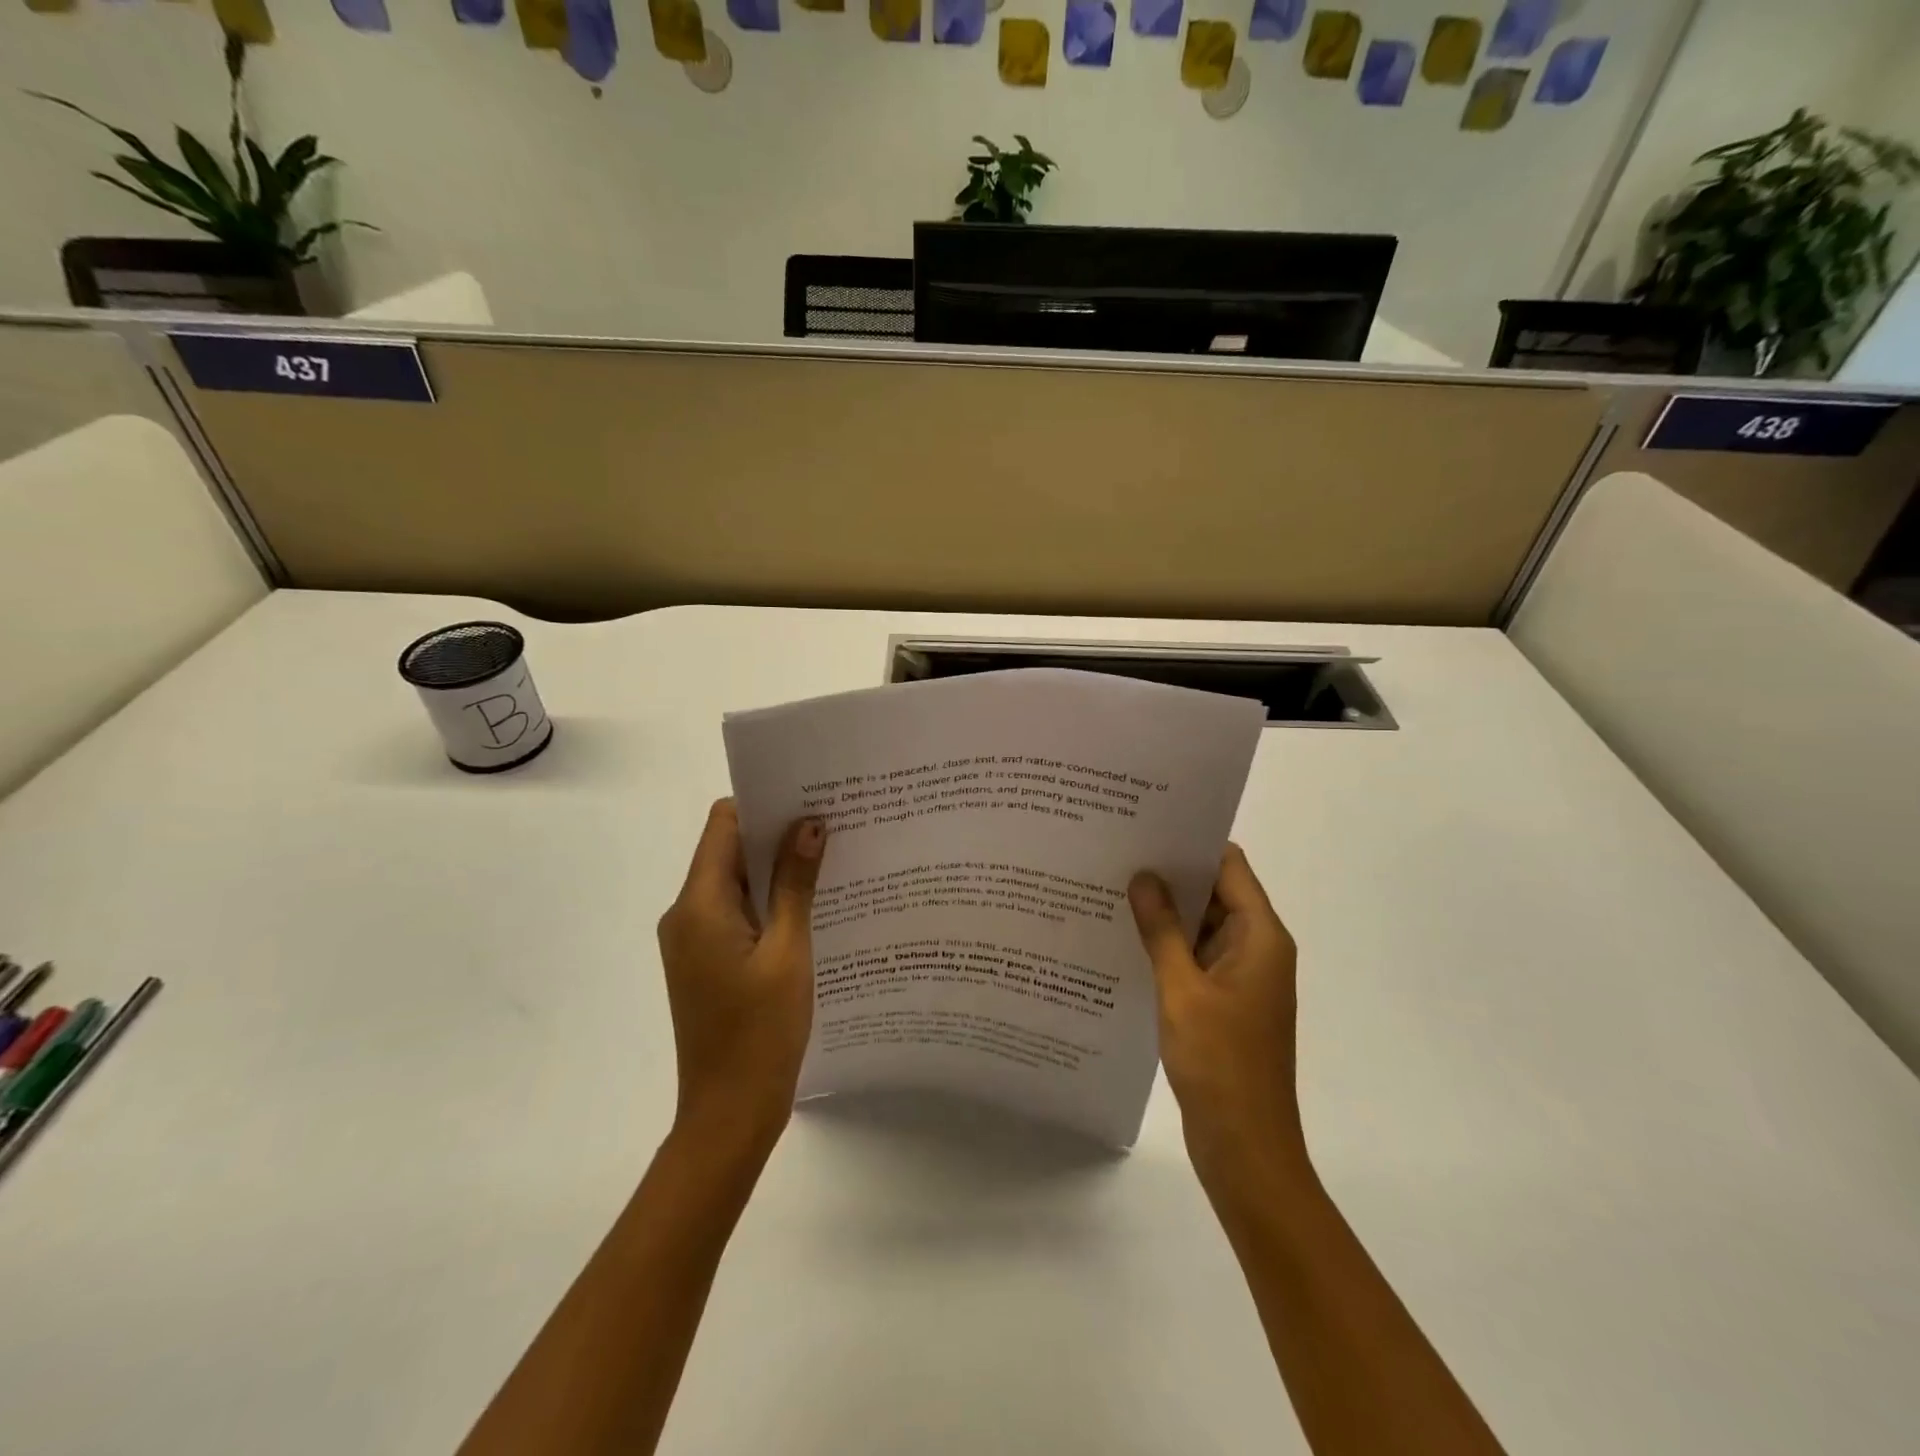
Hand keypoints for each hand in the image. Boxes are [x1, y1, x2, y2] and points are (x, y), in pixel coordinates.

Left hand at [656, 799, 826, 1163]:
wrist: (728, 1116)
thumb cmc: (760, 1032)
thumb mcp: (788, 952)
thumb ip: (796, 884)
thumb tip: (809, 824)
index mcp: (699, 905)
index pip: (723, 824)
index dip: (763, 804)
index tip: (809, 796)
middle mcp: (686, 913)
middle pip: (729, 850)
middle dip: (777, 834)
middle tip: (833, 823)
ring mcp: (694, 939)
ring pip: (736, 882)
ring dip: (776, 869)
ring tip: (831, 858)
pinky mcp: (706, 960)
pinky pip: (737, 912)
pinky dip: (769, 900)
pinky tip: (812, 904)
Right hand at [1130, 845, 1310, 1202]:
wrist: (1245, 1148)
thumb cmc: (1221, 1064)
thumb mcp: (1182, 990)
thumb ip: (1162, 930)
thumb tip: (1144, 876)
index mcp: (1260, 937)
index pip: (1229, 867)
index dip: (1192, 843)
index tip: (1147, 825)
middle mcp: (1256, 949)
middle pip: (1215, 893)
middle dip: (1171, 874)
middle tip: (1117, 852)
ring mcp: (1240, 978)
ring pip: (1201, 927)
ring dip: (1165, 912)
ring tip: (1112, 886)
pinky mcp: (1223, 1003)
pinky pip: (1194, 958)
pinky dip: (1166, 945)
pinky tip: (1124, 937)